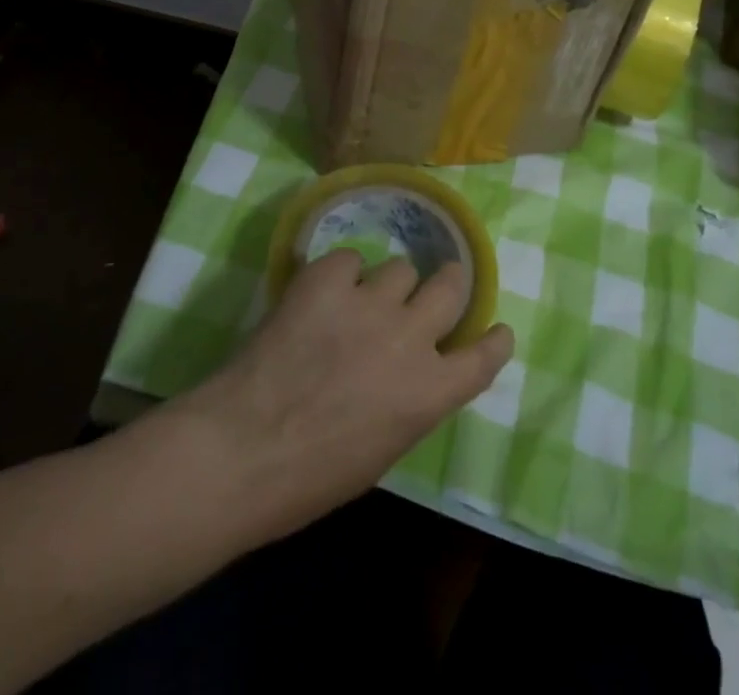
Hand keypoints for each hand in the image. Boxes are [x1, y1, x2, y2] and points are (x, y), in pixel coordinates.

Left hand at [181, 251, 514, 541]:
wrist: (242, 451)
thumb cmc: (309, 479)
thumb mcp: (381, 451)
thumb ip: (408, 402)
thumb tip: (406, 373)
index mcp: (430, 393)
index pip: (483, 357)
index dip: (494, 340)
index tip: (496, 329)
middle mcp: (411, 338)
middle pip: (451, 284)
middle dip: (447, 283)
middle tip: (432, 286)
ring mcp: (370, 302)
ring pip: (400, 268)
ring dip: (387, 285)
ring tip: (358, 301)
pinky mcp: (328, 279)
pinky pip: (349, 259)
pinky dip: (339, 276)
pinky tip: (320, 295)